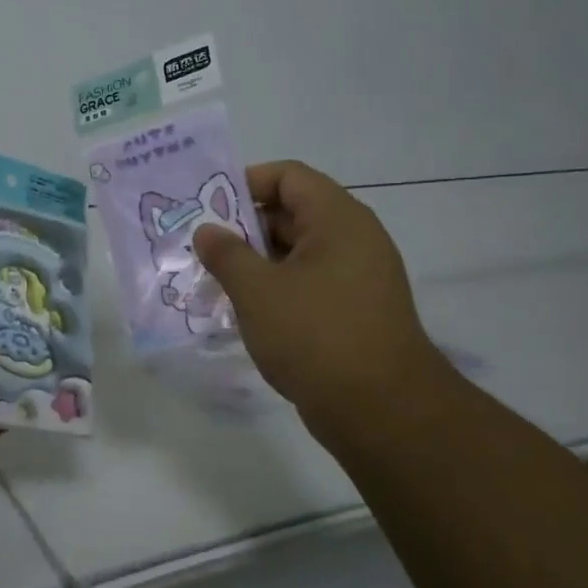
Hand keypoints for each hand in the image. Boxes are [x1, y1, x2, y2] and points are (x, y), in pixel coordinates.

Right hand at [193, 161, 446, 443]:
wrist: (382, 411)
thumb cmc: (316, 336)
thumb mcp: (257, 291)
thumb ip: (226, 254)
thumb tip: (207, 231)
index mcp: (337, 219)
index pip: (289, 176)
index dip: (247, 183)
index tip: (210, 208)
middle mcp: (355, 238)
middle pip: (293, 212)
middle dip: (245, 227)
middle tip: (205, 248)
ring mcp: (359, 277)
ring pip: (299, 252)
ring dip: (258, 262)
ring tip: (217, 281)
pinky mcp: (357, 311)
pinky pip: (310, 283)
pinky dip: (278, 288)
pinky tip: (247, 311)